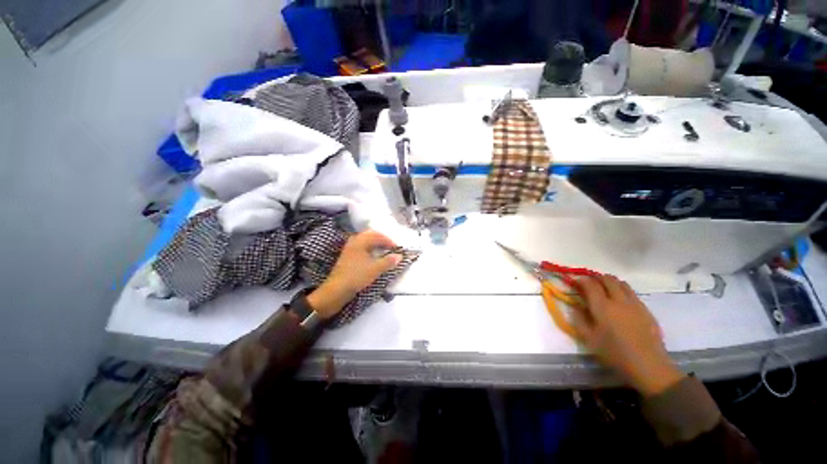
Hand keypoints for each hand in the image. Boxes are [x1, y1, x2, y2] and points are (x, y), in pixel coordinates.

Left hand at [307, 230, 401, 319]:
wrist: (336, 290)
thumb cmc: (356, 276)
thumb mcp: (375, 269)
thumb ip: (388, 261)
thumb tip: (399, 256)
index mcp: (360, 241)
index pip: (377, 236)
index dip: (388, 241)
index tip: (397, 248)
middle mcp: (354, 241)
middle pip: (370, 235)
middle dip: (381, 239)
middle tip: (390, 246)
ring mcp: (349, 249)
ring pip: (365, 241)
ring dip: (375, 243)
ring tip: (383, 251)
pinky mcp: (347, 256)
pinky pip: (361, 247)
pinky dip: (369, 249)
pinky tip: (373, 256)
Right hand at [571, 275, 685, 396]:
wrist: (648, 365)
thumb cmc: (615, 353)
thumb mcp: (589, 339)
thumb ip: (579, 320)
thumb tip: (575, 307)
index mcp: (602, 306)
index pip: (589, 284)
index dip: (580, 280)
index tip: (574, 282)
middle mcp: (618, 300)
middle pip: (607, 279)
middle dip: (595, 278)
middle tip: (588, 284)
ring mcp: (635, 303)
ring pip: (621, 283)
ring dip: (610, 282)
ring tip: (604, 289)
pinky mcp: (646, 310)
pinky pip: (631, 293)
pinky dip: (622, 290)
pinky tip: (619, 302)